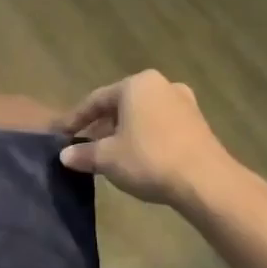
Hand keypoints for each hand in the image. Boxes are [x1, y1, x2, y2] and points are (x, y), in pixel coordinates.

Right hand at [55, 70, 238, 205]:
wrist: (207, 182)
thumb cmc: (149, 159)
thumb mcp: (107, 158)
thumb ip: (83, 153)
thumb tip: (65, 155)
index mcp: (136, 85)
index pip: (95, 100)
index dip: (74, 119)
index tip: (60, 134)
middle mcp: (161, 86)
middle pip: (120, 106)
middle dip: (100, 126)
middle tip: (83, 145)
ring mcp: (184, 104)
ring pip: (141, 116)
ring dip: (121, 133)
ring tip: (107, 154)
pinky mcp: (198, 124)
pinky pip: (159, 126)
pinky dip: (143, 138)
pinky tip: (135, 157)